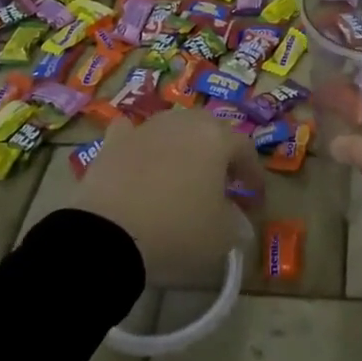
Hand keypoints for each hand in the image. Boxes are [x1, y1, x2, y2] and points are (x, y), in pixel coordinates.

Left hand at [68, 107, 266, 280]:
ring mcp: (146, 129)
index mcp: (216, 139)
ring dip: (182, 146)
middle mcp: (183, 123)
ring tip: (182, 174)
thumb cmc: (177, 230)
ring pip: (173, 128)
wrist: (108, 234)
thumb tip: (239, 221)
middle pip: (209, 129)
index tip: (254, 197)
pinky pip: (133, 134)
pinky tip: (139, 157)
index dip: (253, 172)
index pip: (245, 148)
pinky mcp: (113, 142)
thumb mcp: (221, 237)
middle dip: (219, 152)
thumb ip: (236, 224)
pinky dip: (140, 144)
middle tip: (220, 181)